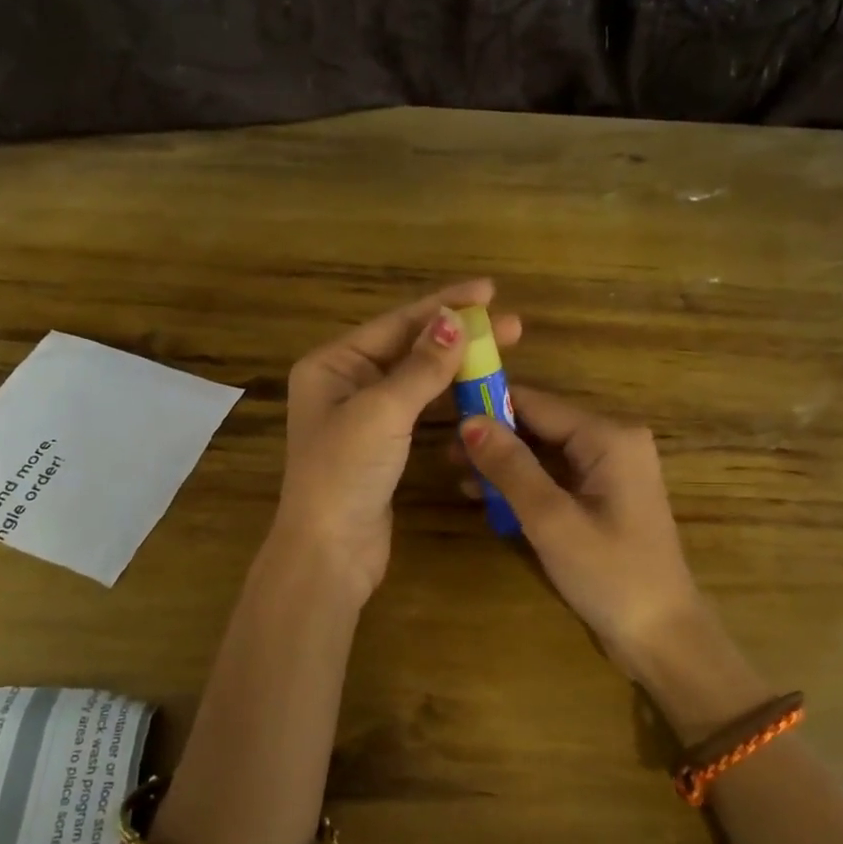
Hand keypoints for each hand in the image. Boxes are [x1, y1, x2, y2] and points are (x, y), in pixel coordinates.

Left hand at [276, 280, 521, 604]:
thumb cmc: (345, 472)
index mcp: (332, 364)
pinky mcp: (383, 444)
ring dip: (458, 365)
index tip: (490, 292)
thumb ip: (421, 366)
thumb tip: (453, 319)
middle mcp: (345, 382)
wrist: (330, 551)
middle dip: (458, 334)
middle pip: (409, 347)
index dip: (445, 304)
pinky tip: (478, 387)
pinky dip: (448, 396)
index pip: (396, 323)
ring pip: (418, 378)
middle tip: (512, 326)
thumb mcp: (383, 411)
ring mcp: (364, 414)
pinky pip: (420, 407)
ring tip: (504, 351)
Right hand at [454, 386, 705, 673]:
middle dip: (494, 439)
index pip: (536, 403)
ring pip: (545, 451)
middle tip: (446, 458)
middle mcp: (614, 441)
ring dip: (505, 464)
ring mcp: (611, 470)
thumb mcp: (552, 519)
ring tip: (460, 479)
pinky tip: (491, 500)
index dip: (488, 406)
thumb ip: (510, 467)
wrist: (662, 636)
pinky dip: (525, 484)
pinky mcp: (605, 496)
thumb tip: (468, 421)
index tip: (444, 415)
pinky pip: (557, 476)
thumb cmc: (610, 575)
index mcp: (609, 437)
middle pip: (540, 425)